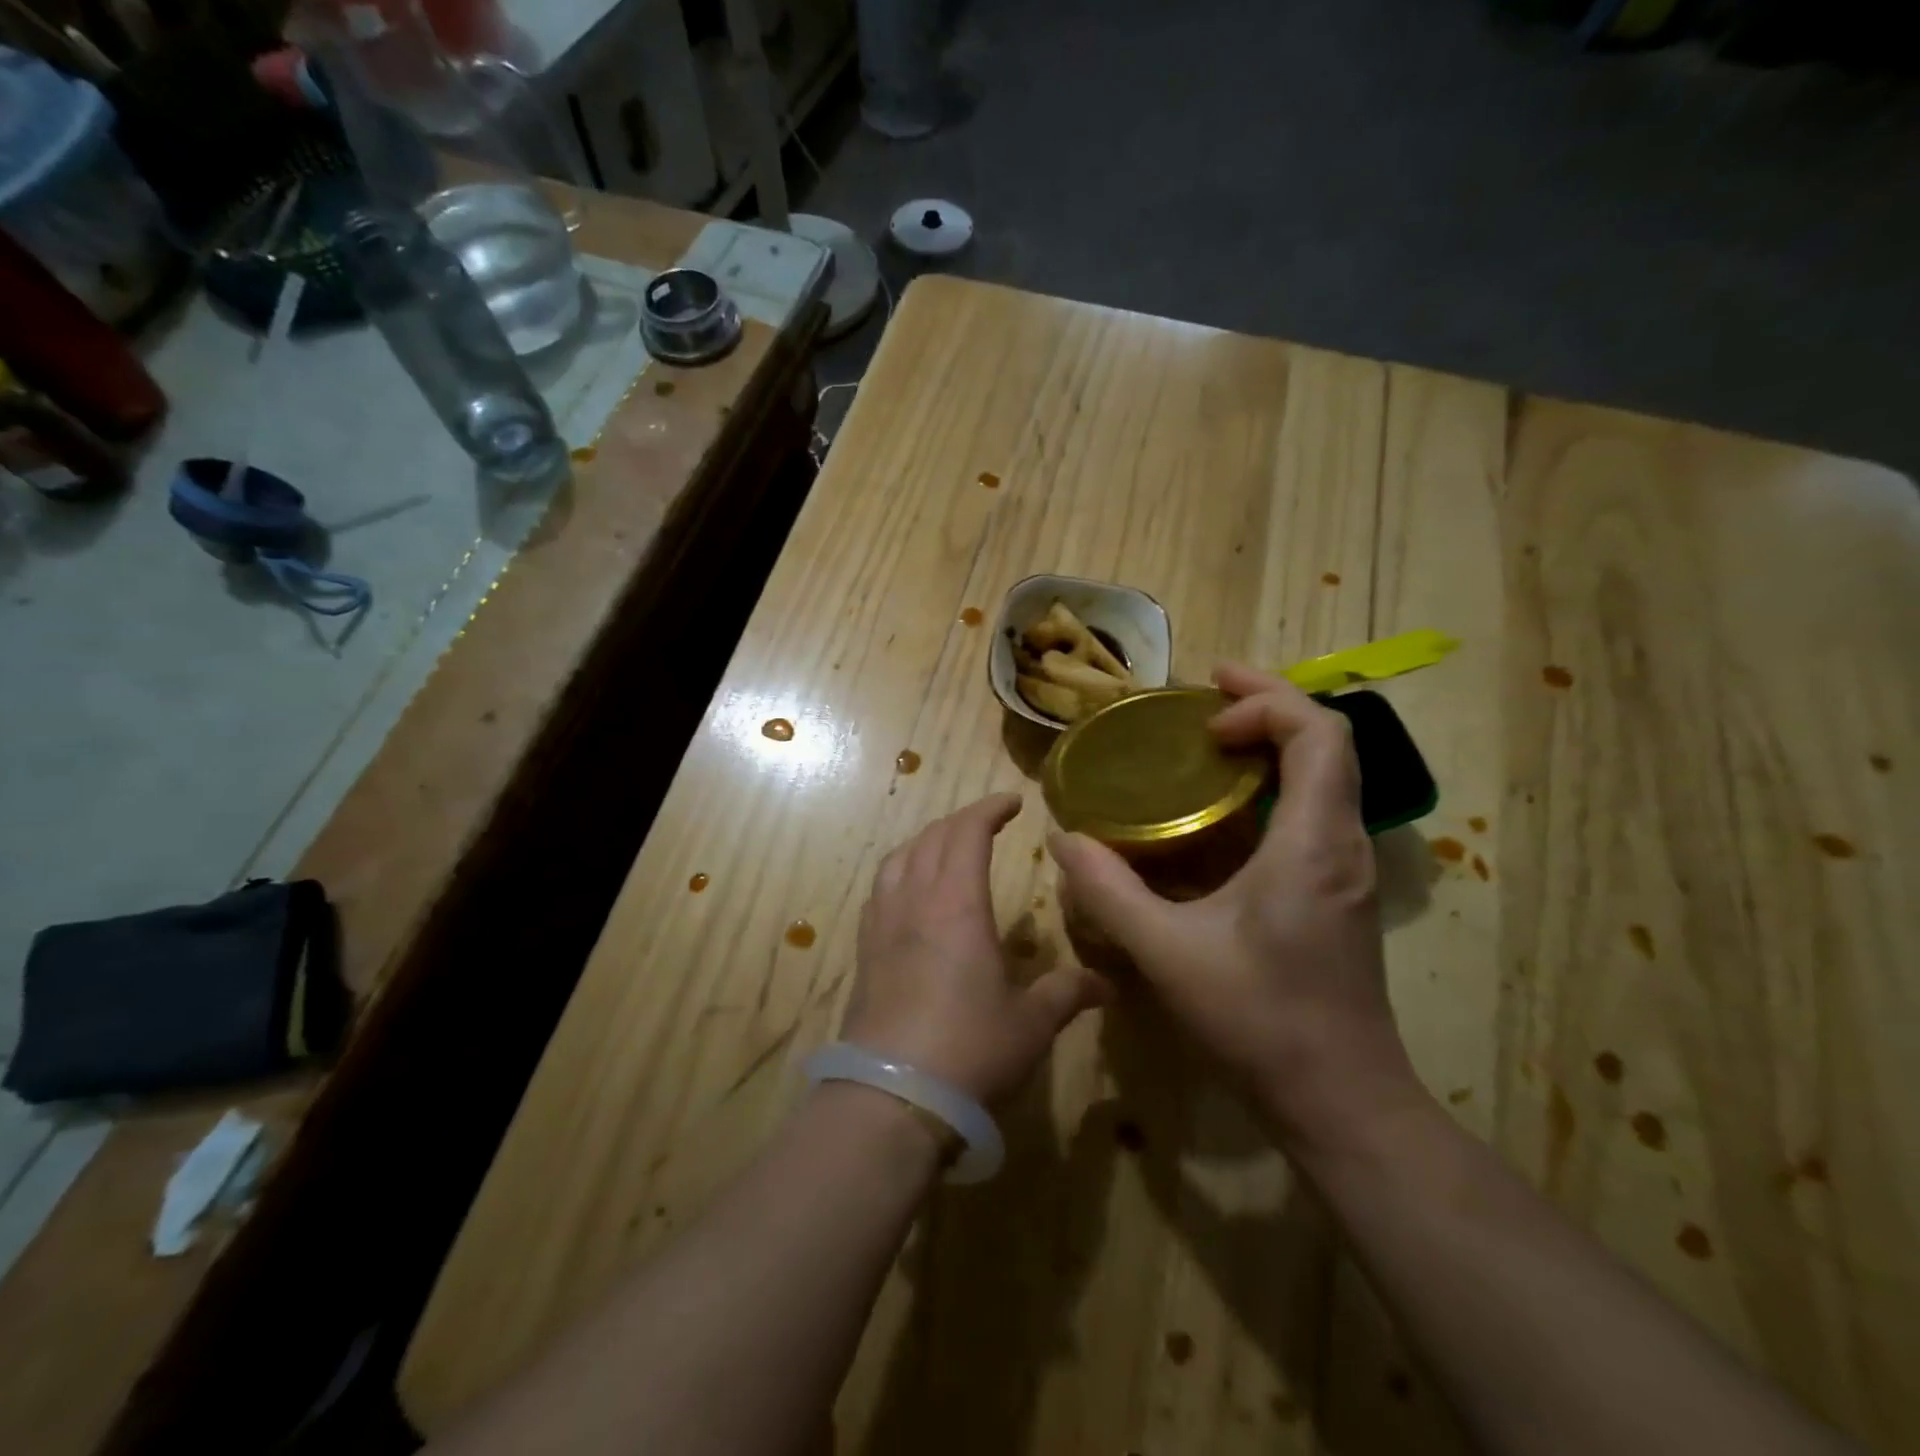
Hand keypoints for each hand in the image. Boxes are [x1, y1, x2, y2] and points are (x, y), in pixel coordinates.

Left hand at [842, 792, 1113, 1105]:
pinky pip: (879, 892)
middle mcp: (914, 902)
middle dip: (961, 821)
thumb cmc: (969, 1049)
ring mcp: (882, 925)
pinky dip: (899, 873)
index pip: (968, 833)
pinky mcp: (864, 953)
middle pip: (932, 838)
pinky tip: (910, 895)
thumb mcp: (1031, 1023)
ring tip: (946, 848)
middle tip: (988, 823)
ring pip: (898, 859)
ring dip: (926, 842)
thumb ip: (1067, 994)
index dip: (990, 809)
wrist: (890, 1098)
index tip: (1013, 802)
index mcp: (957, 904)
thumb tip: (1107, 984)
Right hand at [1049, 666, 1422, 1145]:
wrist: (1340, 1099)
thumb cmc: (1260, 1020)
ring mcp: (1345, 868)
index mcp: (1311, 842)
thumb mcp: (1167, 952)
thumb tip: (1064, 840)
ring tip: (1211, 740)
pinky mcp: (1336, 890)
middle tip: (1205, 698)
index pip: (1318, 734)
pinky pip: (1314, 808)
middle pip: (1328, 742)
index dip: (1267, 701)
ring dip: (1274, 742)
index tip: (1207, 711)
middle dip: (1269, 705)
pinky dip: (1274, 782)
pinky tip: (1224, 808)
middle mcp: (1341, 842)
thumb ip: (1109, 892)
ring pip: (1326, 774)